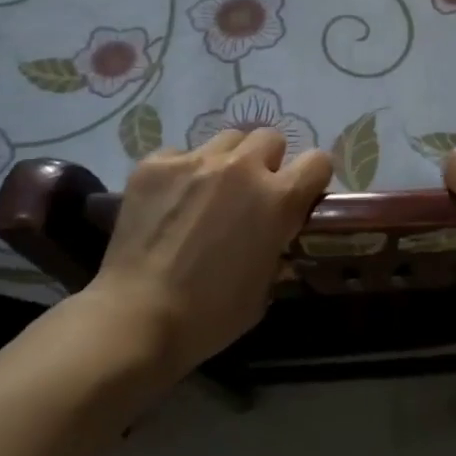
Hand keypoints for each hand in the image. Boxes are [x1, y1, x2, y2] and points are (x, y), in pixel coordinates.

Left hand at [85, 130, 332, 377]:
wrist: (137, 317)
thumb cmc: (210, 315)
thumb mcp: (264, 289)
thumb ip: (277, 249)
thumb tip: (276, 237)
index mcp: (278, 199)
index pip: (318, 161)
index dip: (312, 177)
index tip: (300, 194)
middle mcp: (242, 168)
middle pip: (270, 138)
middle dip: (267, 162)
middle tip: (251, 193)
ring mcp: (195, 161)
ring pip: (227, 139)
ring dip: (227, 161)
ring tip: (209, 191)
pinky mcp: (155, 164)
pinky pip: (180, 153)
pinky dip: (181, 172)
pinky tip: (169, 201)